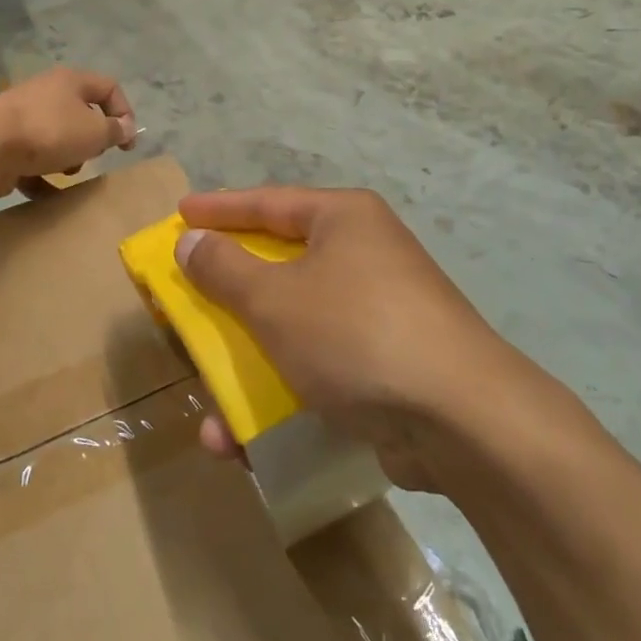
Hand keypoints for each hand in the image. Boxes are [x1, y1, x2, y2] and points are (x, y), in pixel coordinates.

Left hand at [0, 67, 135, 197]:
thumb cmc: (49, 132)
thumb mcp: (94, 133)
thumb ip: (114, 131)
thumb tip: (126, 127)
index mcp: (70, 81)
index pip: (109, 88)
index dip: (125, 113)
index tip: (126, 144)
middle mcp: (46, 91)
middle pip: (81, 113)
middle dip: (91, 140)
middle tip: (92, 156)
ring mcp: (21, 115)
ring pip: (56, 136)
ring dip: (66, 158)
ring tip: (64, 173)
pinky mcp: (3, 140)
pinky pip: (31, 157)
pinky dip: (39, 174)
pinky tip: (43, 192)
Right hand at [175, 186, 514, 490]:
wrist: (461, 420)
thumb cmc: (356, 334)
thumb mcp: (276, 300)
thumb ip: (225, 269)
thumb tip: (191, 240)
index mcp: (343, 220)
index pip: (268, 202)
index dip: (219, 209)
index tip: (180, 213)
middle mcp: (363, 255)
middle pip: (279, 263)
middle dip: (228, 290)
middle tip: (187, 294)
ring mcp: (377, 311)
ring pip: (293, 324)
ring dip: (246, 359)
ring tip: (205, 390)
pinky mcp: (384, 364)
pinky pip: (316, 366)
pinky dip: (279, 393)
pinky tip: (241, 438)